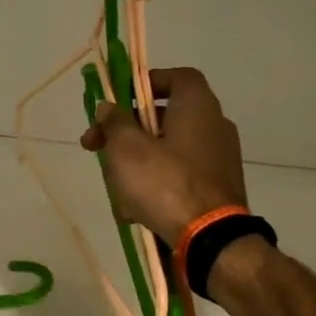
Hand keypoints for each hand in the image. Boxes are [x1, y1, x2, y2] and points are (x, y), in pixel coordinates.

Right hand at [79, 66, 248, 241]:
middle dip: (125, 134)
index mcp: (197, 105)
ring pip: (166, 152)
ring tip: (115, 193)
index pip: (174, 76)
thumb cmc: (164, 183)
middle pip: (163, 118)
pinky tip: (135, 211)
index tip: (117, 103)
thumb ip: (114, 122)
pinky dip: (156, 187)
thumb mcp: (126, 148)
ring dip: (136, 166)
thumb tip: (108, 107)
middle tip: (96, 149)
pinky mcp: (217, 188)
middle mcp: (214, 125)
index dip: (144, 84)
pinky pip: (179, 177)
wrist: (210, 239)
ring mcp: (219, 159)